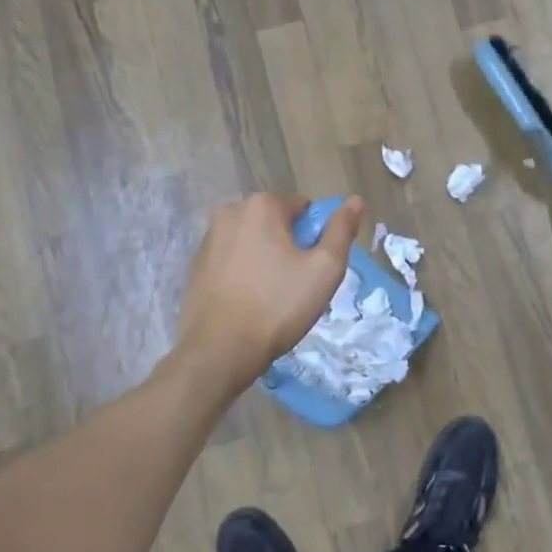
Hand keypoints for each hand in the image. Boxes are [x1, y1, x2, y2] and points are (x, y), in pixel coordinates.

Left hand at [177, 194, 362, 393]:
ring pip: (253, 240)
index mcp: (261, 205)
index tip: (313, 268)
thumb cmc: (278, 306)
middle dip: (289, 246)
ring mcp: (208, 238)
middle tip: (297, 284)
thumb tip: (355, 201)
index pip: (303, 209)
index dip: (315, 237)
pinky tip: (249, 300)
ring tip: (272, 295)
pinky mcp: (196, 264)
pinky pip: (232, 258)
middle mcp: (230, 212)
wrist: (220, 350)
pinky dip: (245, 271)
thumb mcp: (324, 269)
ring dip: (267, 257)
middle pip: (276, 222)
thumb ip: (342, 230)